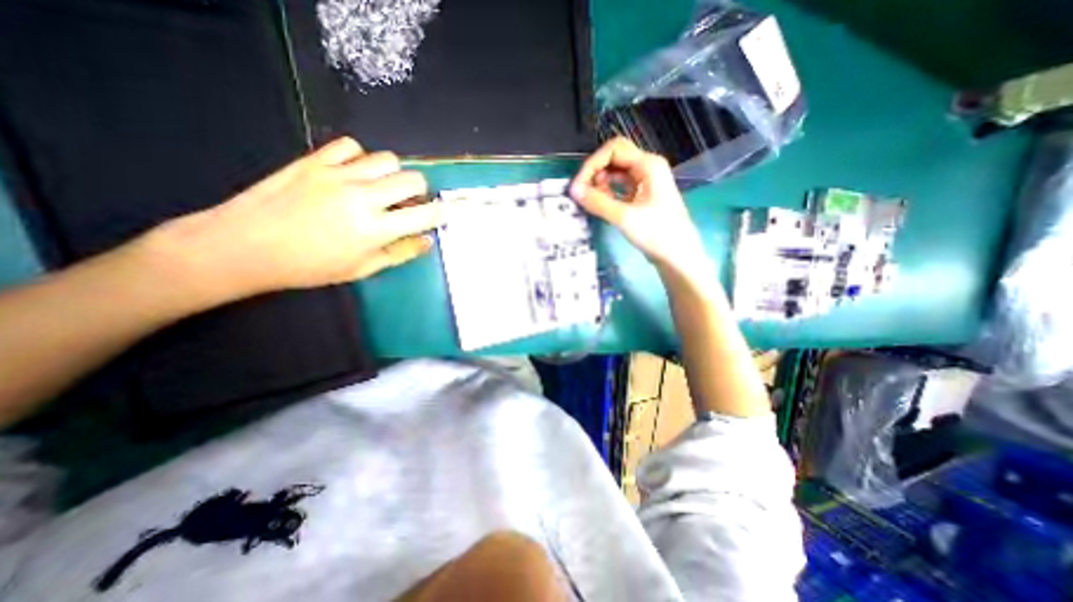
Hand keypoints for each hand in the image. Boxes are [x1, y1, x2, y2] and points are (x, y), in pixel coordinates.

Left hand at [145, 137, 446, 305]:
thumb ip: (400, 253)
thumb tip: (428, 240)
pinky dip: (360, 158)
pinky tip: (353, 173)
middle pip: (412, 179)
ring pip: (386, 159)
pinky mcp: (314, 161)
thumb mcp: (362, 269)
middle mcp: (362, 197)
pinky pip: (350, 146)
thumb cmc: (310, 267)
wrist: (245, 247)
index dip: (443, 212)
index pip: (425, 214)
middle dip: (420, 191)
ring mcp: (337, 175)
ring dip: (393, 174)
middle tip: (409, 203)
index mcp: (375, 229)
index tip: (446, 212)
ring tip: (381, 187)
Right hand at [564, 137, 708, 271]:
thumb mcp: (625, 218)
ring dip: (600, 184)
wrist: (678, 255)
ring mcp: (645, 182)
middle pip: (614, 158)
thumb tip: (573, 190)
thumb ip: (598, 202)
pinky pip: (619, 187)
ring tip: (590, 202)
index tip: (578, 186)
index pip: (613, 150)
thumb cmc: (657, 234)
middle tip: (581, 194)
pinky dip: (607, 193)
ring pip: (615, 173)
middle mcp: (647, 168)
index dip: (592, 164)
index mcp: (648, 165)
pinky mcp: (641, 196)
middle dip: (595, 173)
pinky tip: (600, 205)